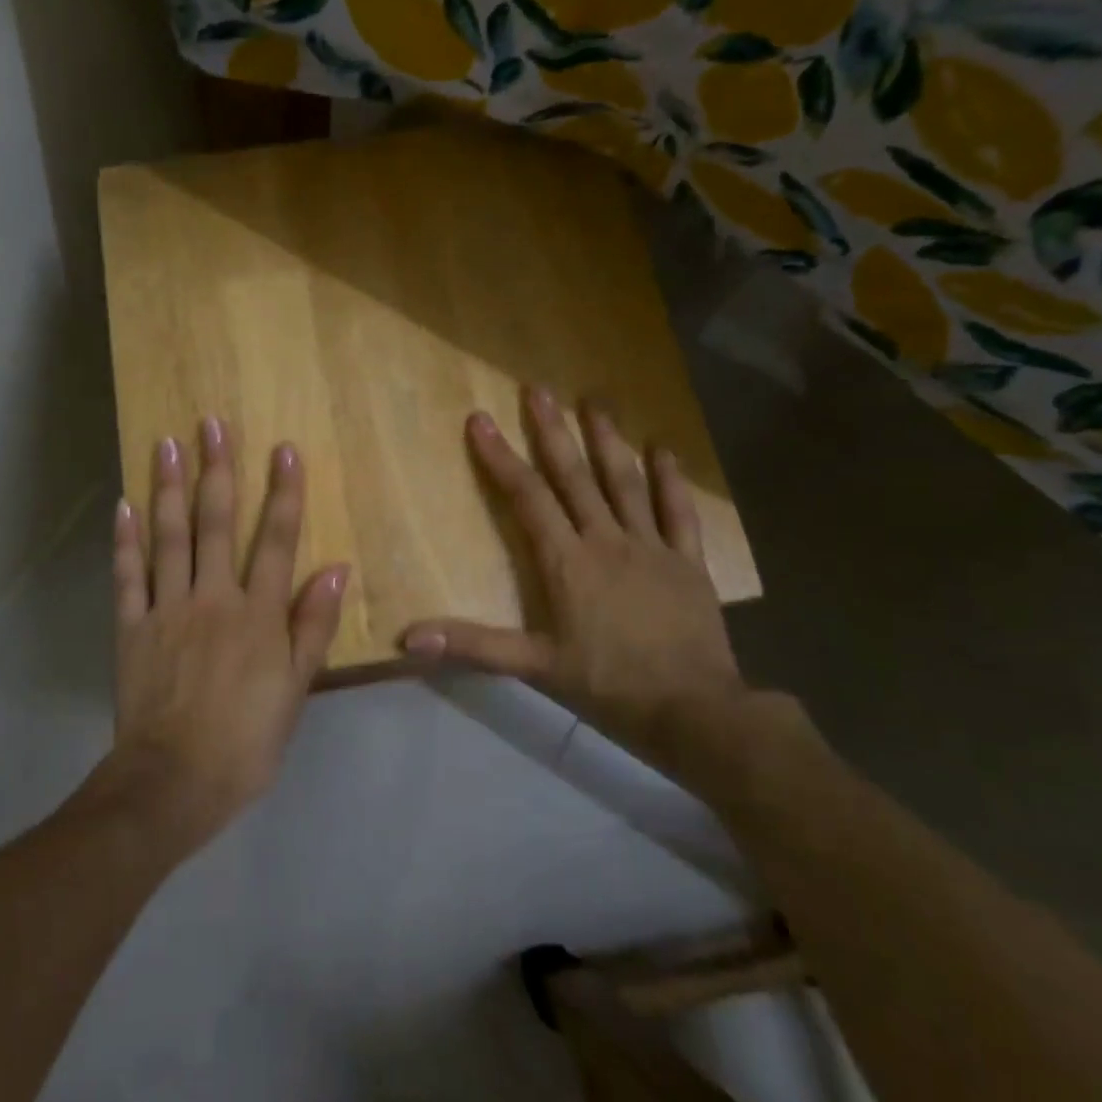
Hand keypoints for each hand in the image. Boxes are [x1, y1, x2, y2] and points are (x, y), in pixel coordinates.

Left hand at [105, 417, 347, 851]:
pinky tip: (125, 504)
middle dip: (218, 470)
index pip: (276, 540)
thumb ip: (313, 626)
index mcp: (258, 615)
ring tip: (168, 443)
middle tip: (212, 423)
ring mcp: (167, 609)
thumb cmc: (246, 741)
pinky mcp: (132, 628)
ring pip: (169, 537)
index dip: (283, 493)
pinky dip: (125, 540)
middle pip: (216, 524)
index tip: (284, 449)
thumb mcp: (295, 690)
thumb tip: (335, 568)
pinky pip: (127, 576)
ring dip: (170, 488)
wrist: (174, 782)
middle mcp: (213, 598)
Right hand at [400, 388, 747, 772]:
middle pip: (574, 477)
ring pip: (625, 483)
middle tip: (538, 389)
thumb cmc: (608, 686)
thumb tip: (408, 638)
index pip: (527, 498)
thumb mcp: (535, 667)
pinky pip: (678, 512)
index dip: (500, 458)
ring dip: (608, 440)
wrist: (693, 711)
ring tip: (594, 401)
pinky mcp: (687, 561)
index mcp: (567, 562)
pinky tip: (663, 450)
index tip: (480, 420)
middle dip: (552, 432)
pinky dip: (671, 480)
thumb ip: (473, 646)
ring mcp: (651, 546)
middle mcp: (606, 540)